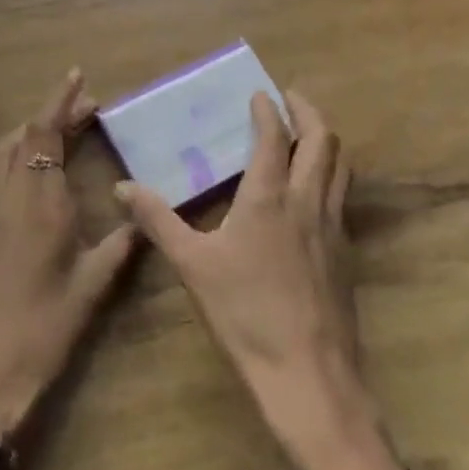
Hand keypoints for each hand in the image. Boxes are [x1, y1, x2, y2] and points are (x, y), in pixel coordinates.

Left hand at [0, 69, 137, 437]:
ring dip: (28, 131)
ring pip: (2, 152)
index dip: (60, 101)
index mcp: (42, 200)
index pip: (46, 133)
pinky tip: (18, 166)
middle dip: (53, 114)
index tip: (77, 77)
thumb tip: (145, 214)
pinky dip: (5, 156)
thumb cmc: (48, 322)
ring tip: (57, 129)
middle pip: (26, 136)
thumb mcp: (96, 282)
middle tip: (86, 108)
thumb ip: (124, 242)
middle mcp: (11, 195)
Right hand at [117, 91, 402, 469]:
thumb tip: (122, 187)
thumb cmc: (245, 315)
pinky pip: (342, 197)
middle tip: (289, 99)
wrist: (309, 376)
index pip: (275, 137)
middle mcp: (309, 202)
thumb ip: (157, 220)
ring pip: (341, 167)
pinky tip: (312, 193)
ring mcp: (334, 227)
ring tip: (306, 134)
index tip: (259, 93)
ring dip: (325, 140)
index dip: (268, 110)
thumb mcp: (192, 265)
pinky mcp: (346, 254)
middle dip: (308, 112)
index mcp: (270, 197)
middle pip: (323, 141)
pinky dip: (331, 175)